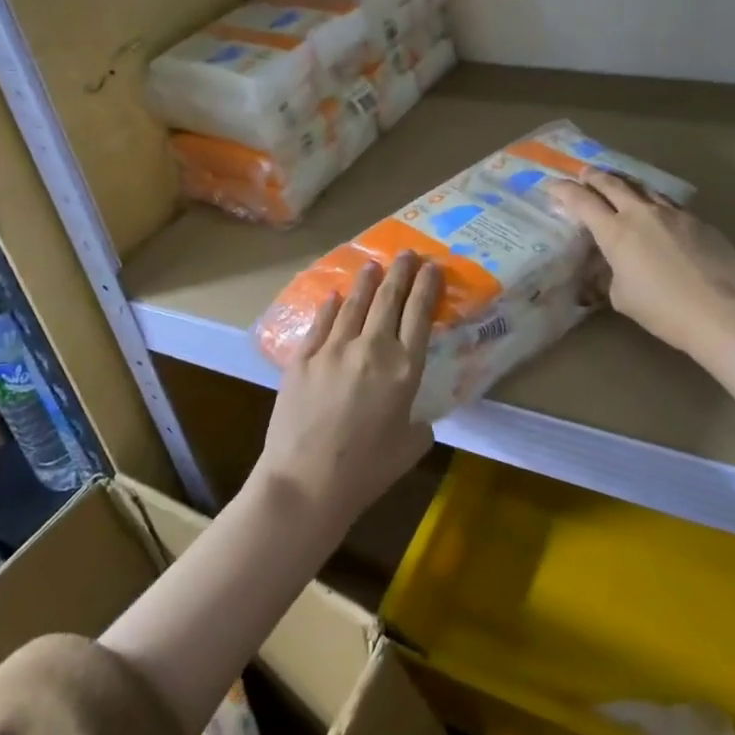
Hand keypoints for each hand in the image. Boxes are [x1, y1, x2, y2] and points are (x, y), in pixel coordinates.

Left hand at [253, 253, 441, 530]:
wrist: (306, 481)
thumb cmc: (366, 471)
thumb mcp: (410, 447)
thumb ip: (418, 423)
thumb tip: (414, 416)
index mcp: (404, 369)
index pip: (419, 315)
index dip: (427, 286)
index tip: (432, 266)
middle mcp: (371, 348)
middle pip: (388, 299)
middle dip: (400, 272)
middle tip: (407, 253)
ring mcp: (333, 349)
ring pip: (354, 304)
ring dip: (366, 282)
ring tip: (373, 265)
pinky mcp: (302, 358)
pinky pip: (320, 323)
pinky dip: (331, 307)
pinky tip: (335, 297)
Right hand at [547, 171, 734, 356]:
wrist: (723, 313)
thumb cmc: (664, 310)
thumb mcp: (622, 297)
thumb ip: (610, 275)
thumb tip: (610, 266)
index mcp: (615, 232)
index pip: (581, 201)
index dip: (562, 190)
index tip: (550, 184)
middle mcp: (641, 213)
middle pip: (612, 183)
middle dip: (593, 176)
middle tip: (583, 172)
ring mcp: (674, 214)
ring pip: (643, 188)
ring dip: (626, 184)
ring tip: (619, 184)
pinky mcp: (699, 221)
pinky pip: (669, 205)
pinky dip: (654, 204)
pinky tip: (657, 215)